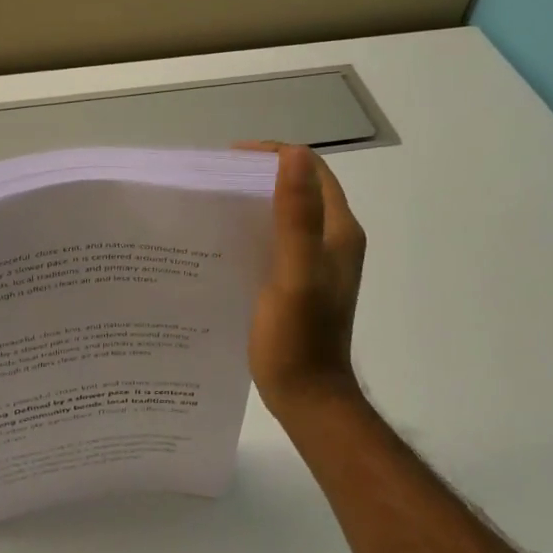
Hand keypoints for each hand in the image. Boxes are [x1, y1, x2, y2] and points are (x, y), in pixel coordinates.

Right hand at [237, 143, 367, 423]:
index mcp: (339, 232)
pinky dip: (254, 229)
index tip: (230, 160)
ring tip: (213, 205)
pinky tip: (223, 241)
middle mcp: (333, 240)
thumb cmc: (299, 339)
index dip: (274, 155)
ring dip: (255, 202)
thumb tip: (293, 155)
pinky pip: (277, 240)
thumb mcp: (295, 275)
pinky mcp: (299, 281)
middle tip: (215, 181)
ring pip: (287, 214)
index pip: (312, 169)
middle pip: (299, 188)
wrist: (307, 397)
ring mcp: (317, 262)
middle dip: (259, 176)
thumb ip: (297, 217)